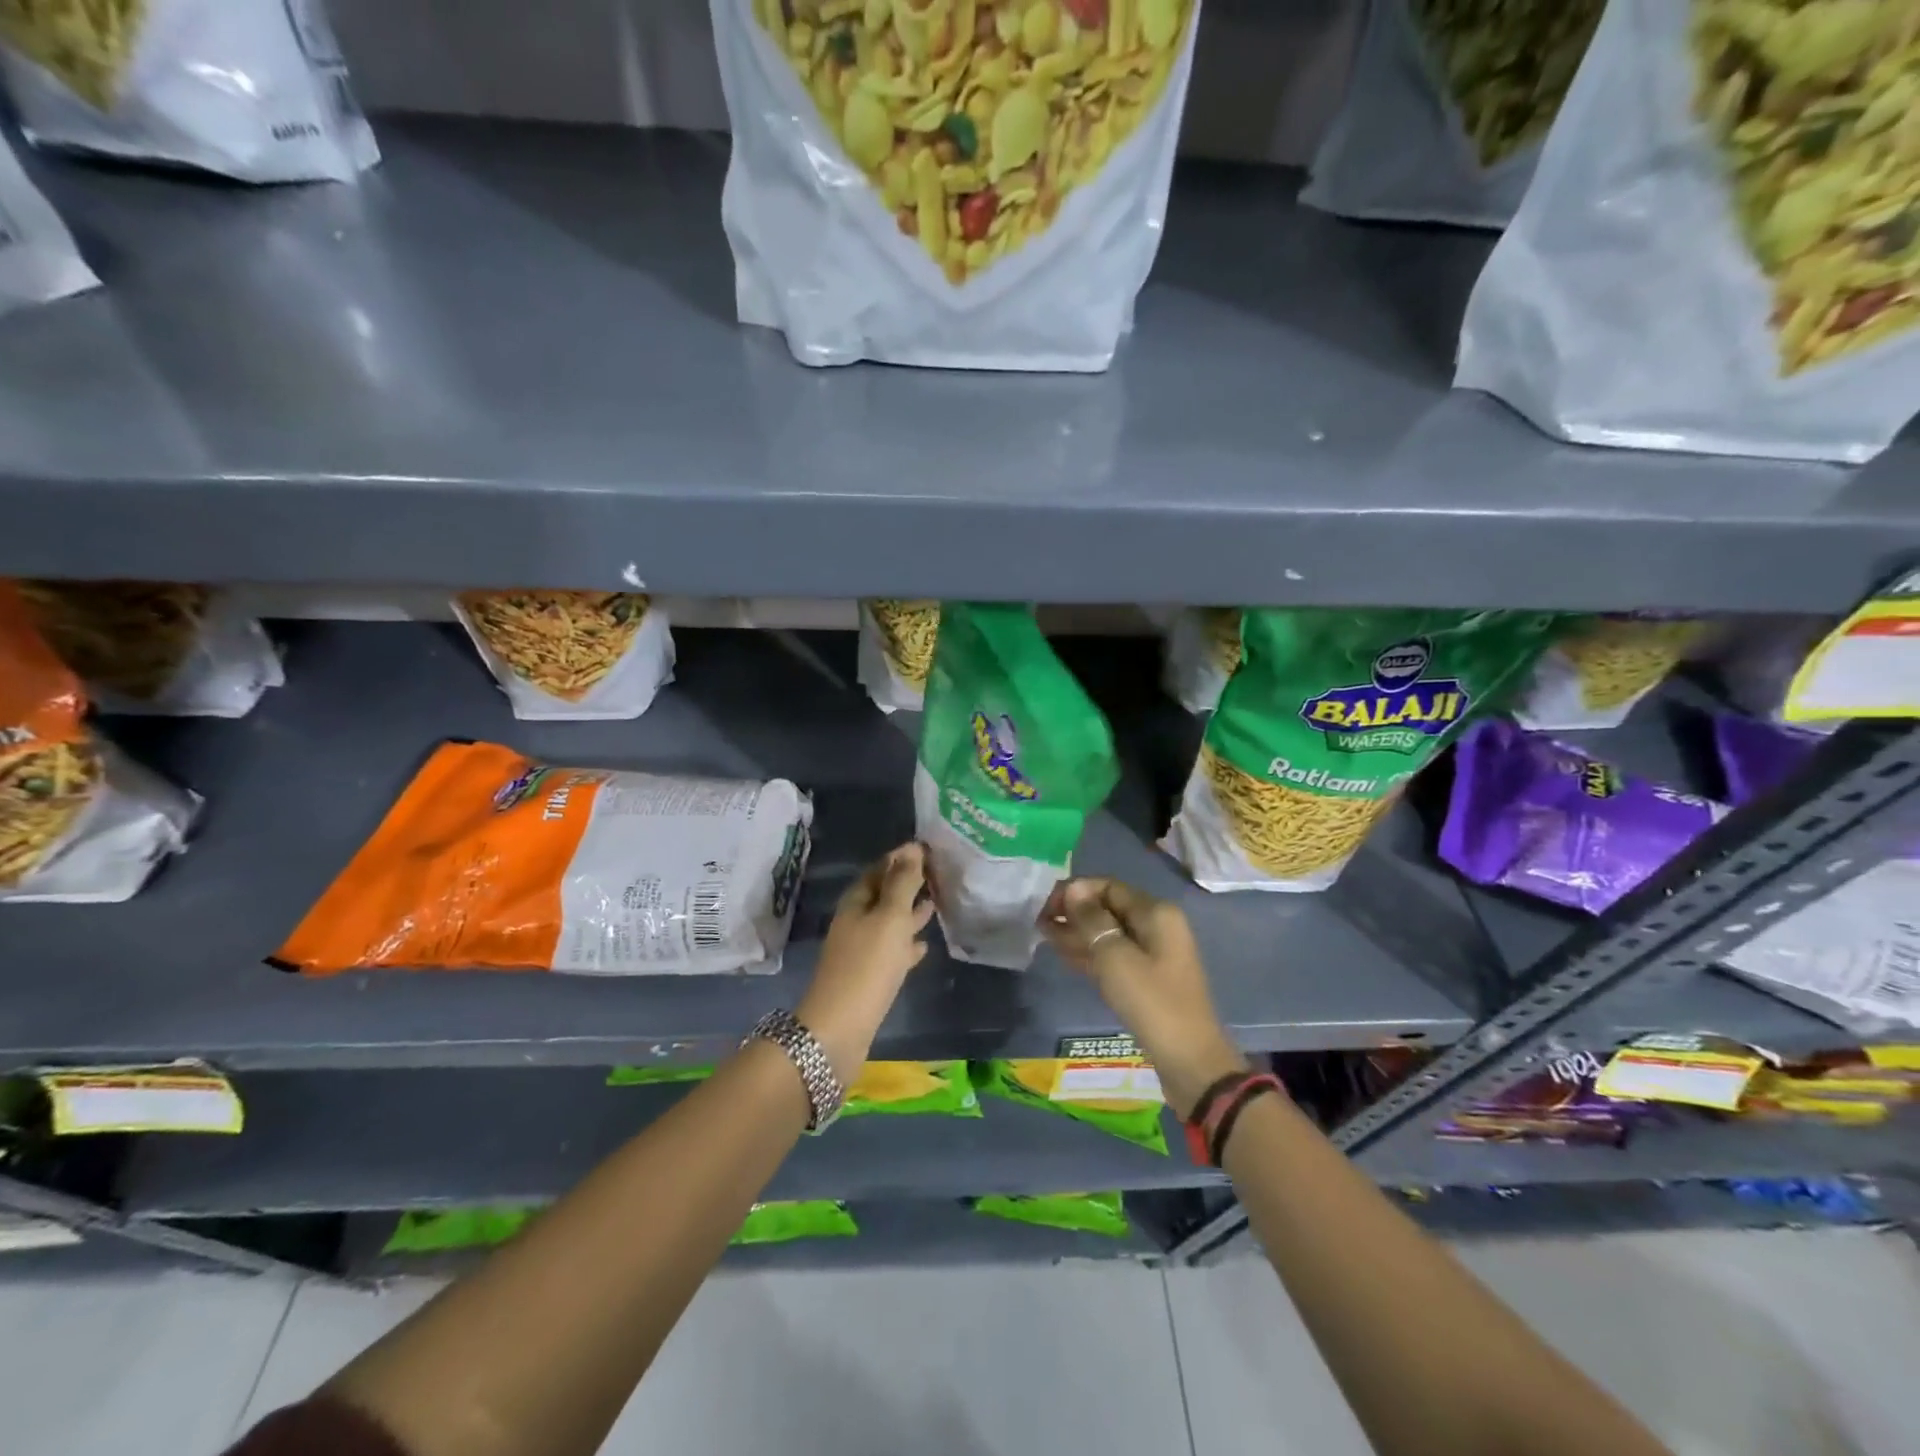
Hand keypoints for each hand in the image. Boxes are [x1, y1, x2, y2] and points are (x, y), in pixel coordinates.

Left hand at [797, 843, 933, 1081]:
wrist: (839, 1029)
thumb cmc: (867, 966)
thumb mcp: (889, 918)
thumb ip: (902, 883)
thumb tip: (912, 848)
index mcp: (856, 902)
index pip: (880, 868)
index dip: (903, 857)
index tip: (930, 848)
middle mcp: (856, 921)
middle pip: (884, 894)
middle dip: (909, 883)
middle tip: (939, 873)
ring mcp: (861, 950)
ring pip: (889, 922)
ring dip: (910, 912)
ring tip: (936, 902)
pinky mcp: (869, 976)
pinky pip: (891, 951)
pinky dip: (907, 944)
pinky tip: (924, 945)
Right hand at [1042, 878, 1245, 1117]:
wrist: (1189, 1061)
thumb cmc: (1151, 1002)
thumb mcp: (1115, 957)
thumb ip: (1092, 920)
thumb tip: (1074, 889)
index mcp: (1155, 912)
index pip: (1107, 886)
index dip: (1075, 891)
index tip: (1045, 907)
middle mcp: (1157, 925)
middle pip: (1108, 908)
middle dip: (1074, 912)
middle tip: (1040, 923)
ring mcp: (1154, 953)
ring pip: (1109, 933)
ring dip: (1078, 933)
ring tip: (1045, 937)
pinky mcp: (1147, 978)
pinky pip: (1114, 955)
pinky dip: (1091, 953)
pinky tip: (1065, 956)